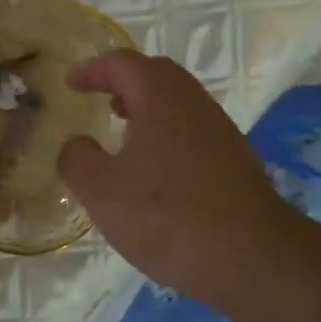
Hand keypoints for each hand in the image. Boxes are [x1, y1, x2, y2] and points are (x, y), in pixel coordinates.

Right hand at [57, 50, 278, 309]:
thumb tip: (76, 145)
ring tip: (122, 135)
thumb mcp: (101, 190)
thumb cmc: (165, 216)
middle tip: (99, 100)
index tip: (70, 84)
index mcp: (161, 98)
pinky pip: (192, 134)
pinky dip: (166, 136)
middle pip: (157, 76)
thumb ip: (78, 159)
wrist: (250, 257)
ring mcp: (221, 133)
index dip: (93, 70)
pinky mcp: (236, 163)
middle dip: (124, 82)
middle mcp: (195, 105)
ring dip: (147, 110)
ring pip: (178, 106)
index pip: (123, 64)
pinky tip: (155, 173)